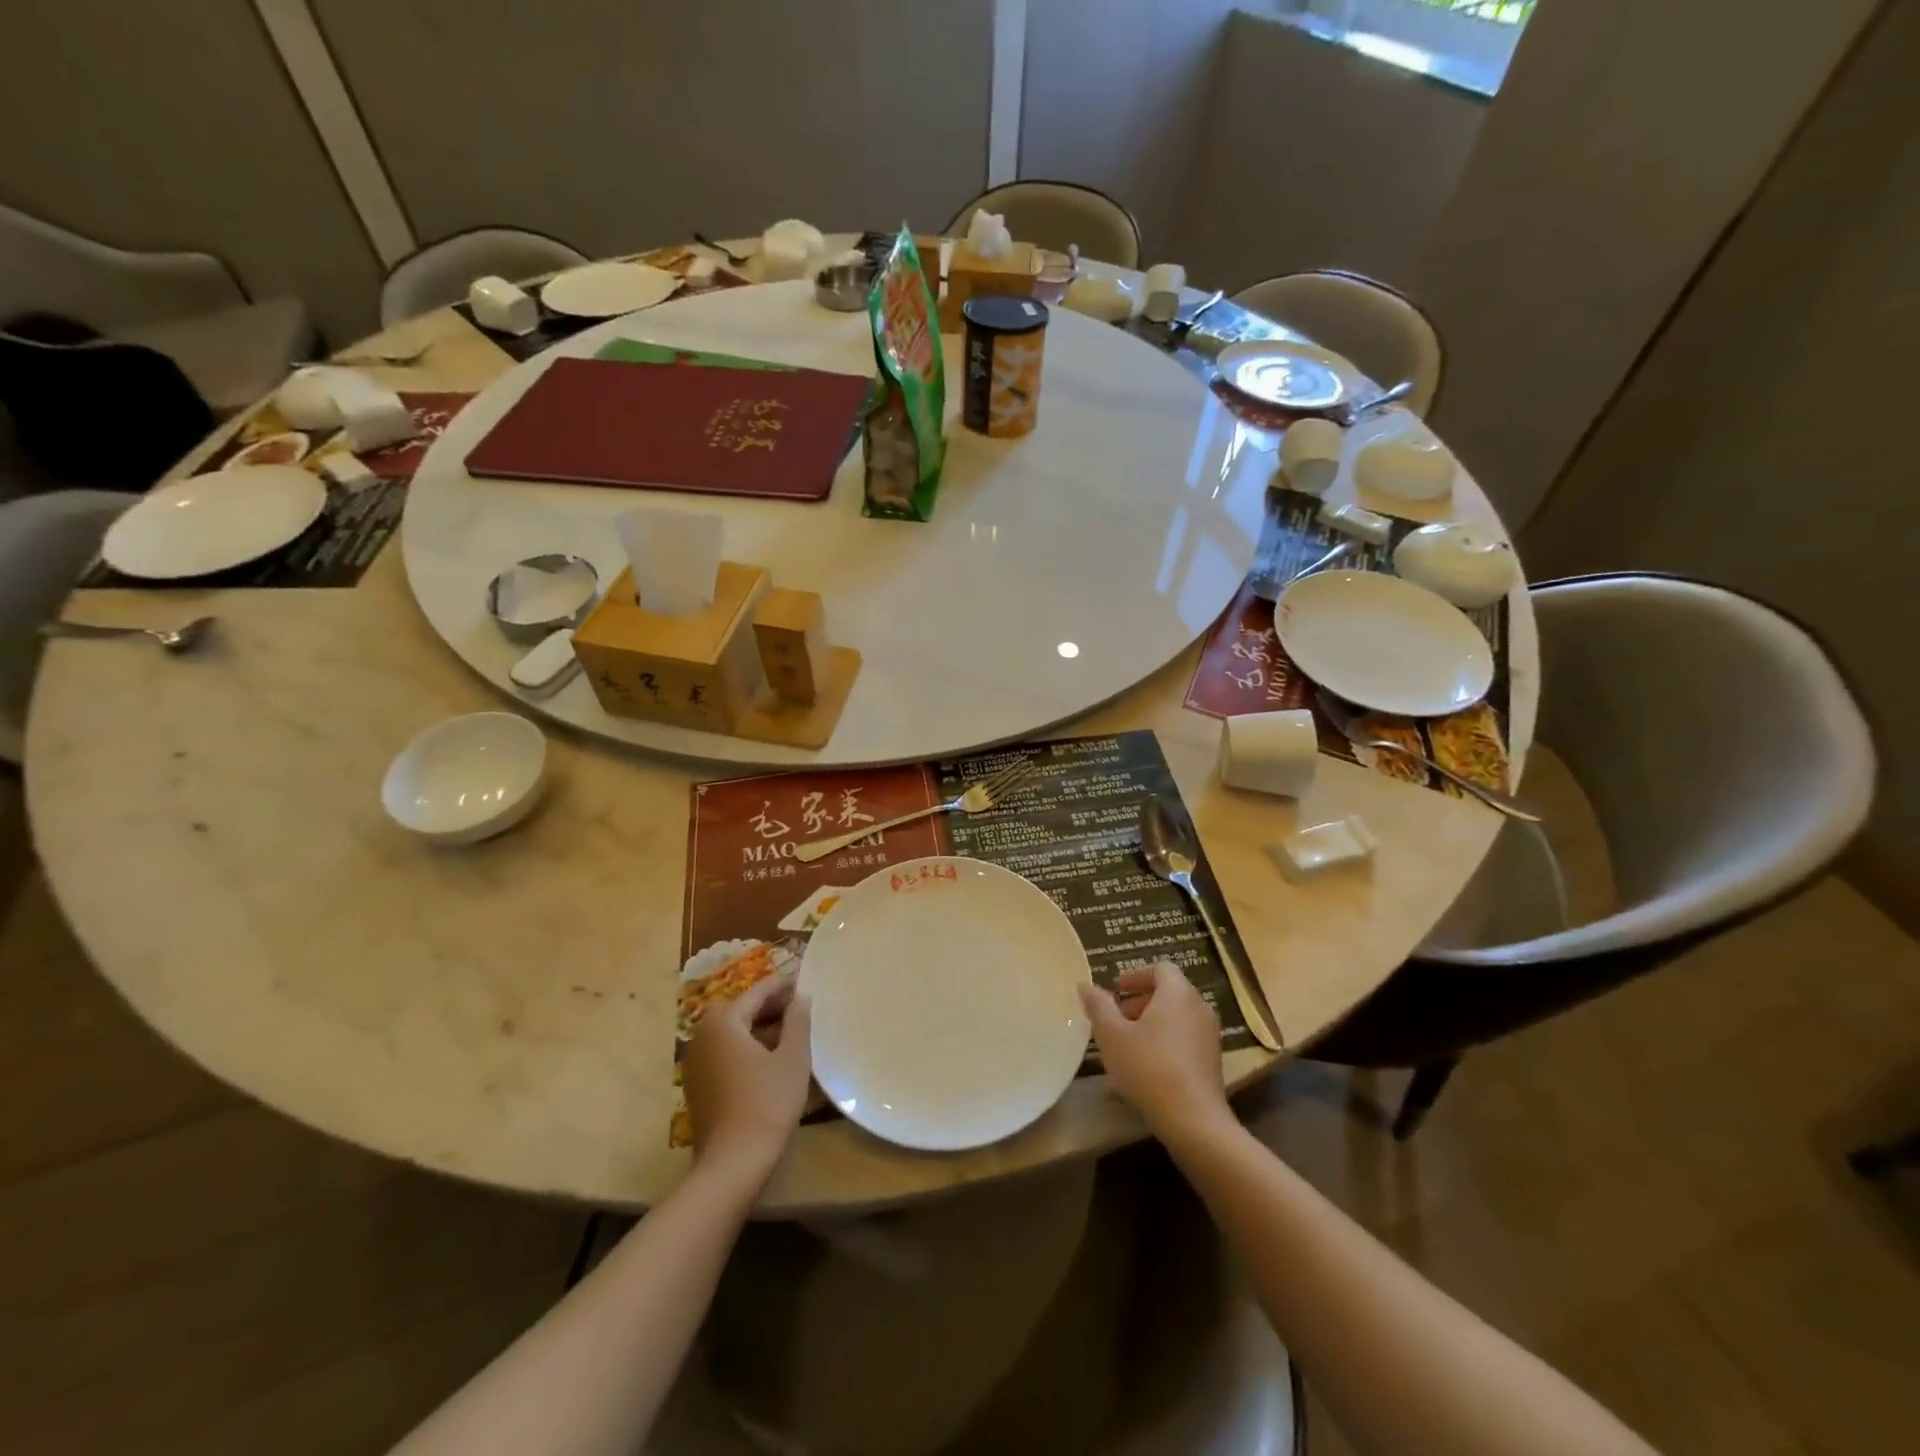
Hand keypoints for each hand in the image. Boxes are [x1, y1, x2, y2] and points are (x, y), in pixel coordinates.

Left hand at [682, 972, 812, 1183]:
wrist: (733, 1164)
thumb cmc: (767, 1102)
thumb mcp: (793, 1057)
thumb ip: (797, 1020)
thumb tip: (800, 996)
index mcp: (723, 1022)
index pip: (757, 992)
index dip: (783, 986)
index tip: (805, 982)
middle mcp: (702, 1036)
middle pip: (742, 1012)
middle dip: (772, 1008)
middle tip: (802, 1008)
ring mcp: (696, 1063)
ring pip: (734, 1035)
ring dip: (761, 1030)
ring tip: (793, 1034)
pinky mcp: (699, 1087)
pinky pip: (726, 1055)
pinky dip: (748, 1050)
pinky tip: (772, 1061)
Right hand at [1079, 962, 1228, 1141]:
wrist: (1194, 1120)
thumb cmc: (1149, 1067)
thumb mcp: (1112, 1035)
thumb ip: (1098, 1005)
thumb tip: (1085, 984)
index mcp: (1177, 993)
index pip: (1160, 968)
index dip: (1135, 975)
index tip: (1115, 989)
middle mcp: (1199, 1007)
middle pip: (1169, 992)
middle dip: (1140, 1000)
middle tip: (1115, 1017)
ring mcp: (1209, 1035)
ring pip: (1177, 1017)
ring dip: (1152, 1022)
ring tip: (1126, 1043)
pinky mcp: (1213, 1060)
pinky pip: (1185, 1038)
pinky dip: (1165, 1041)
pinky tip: (1145, 1067)